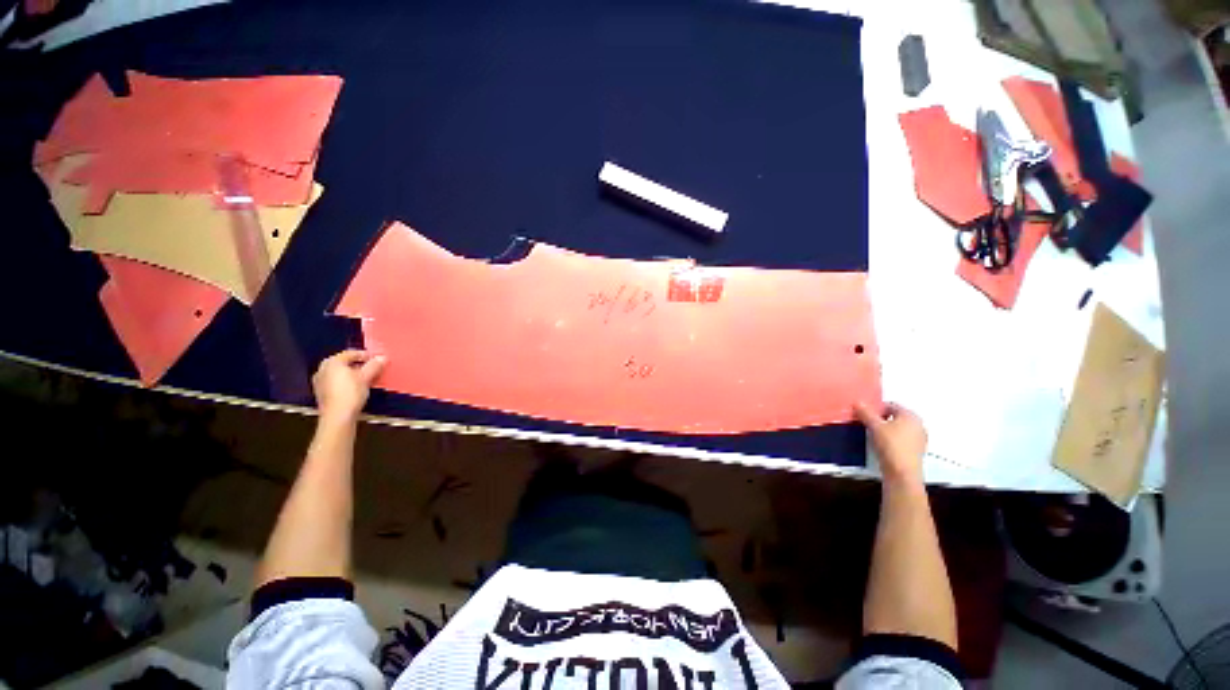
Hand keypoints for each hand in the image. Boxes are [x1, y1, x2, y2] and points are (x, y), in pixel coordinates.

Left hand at [313, 349, 385, 423]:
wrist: (337, 416)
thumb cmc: (350, 392)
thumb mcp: (366, 377)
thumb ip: (374, 365)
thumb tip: (382, 357)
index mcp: (332, 362)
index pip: (351, 353)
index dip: (366, 355)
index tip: (377, 360)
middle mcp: (323, 369)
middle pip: (344, 363)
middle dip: (359, 365)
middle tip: (373, 369)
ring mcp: (320, 381)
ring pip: (340, 373)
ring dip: (353, 374)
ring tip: (367, 379)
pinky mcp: (322, 393)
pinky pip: (336, 382)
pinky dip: (347, 382)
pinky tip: (356, 388)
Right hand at [855, 402, 926, 485]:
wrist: (902, 473)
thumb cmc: (891, 446)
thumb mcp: (874, 426)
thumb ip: (866, 413)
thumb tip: (858, 402)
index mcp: (911, 416)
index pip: (890, 405)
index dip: (875, 407)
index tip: (862, 412)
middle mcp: (918, 425)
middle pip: (894, 417)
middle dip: (879, 418)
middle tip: (865, 422)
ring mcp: (918, 439)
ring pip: (897, 428)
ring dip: (884, 429)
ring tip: (871, 433)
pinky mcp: (915, 451)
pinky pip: (900, 439)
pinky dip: (890, 439)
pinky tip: (880, 444)